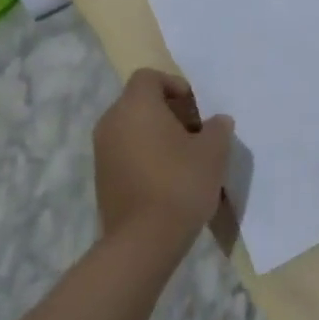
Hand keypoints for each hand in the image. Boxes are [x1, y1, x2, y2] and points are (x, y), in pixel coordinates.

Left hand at [93, 68, 233, 249]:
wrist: (143, 242)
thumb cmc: (180, 183)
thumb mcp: (214, 150)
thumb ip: (217, 128)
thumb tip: (216, 122)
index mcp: (136, 106)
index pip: (149, 77)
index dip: (175, 86)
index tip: (196, 108)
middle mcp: (112, 122)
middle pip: (140, 102)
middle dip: (169, 111)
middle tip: (195, 132)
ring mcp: (102, 152)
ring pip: (132, 128)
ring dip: (156, 134)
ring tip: (185, 157)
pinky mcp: (101, 179)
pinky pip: (125, 152)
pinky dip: (144, 155)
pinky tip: (168, 178)